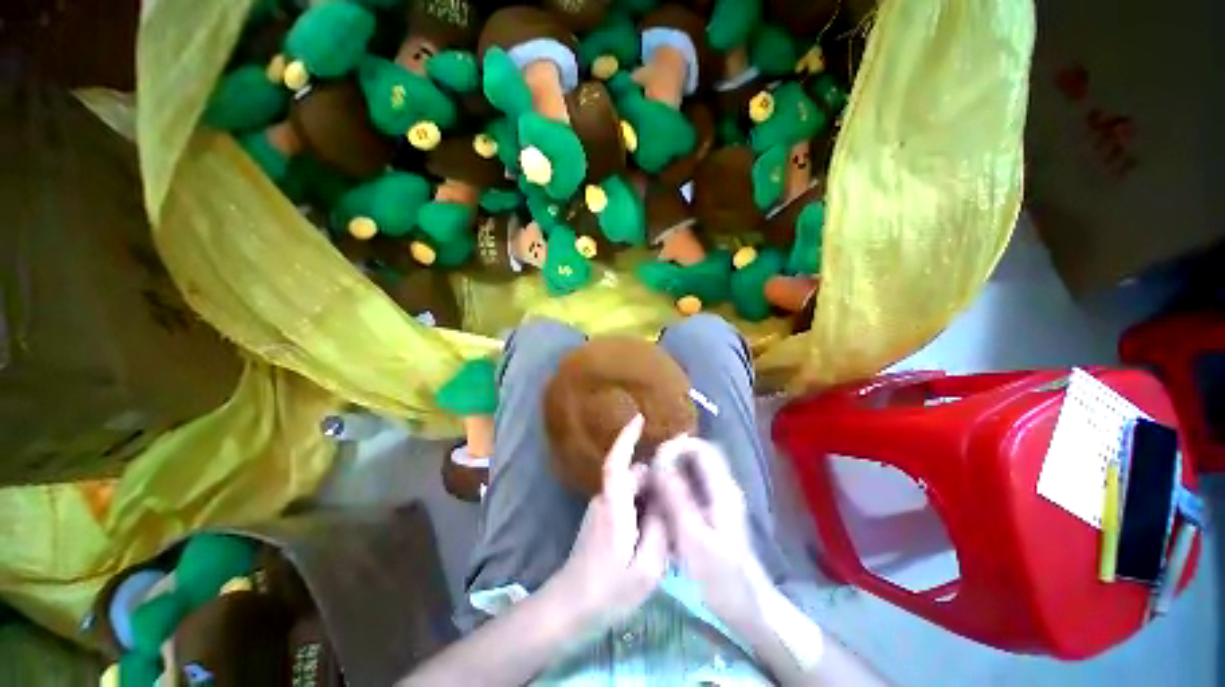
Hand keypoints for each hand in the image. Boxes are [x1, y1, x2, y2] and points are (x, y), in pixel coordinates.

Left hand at [551, 414, 669, 626]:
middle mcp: (605, 499)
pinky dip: (642, 510)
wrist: (571, 609)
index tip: (640, 417)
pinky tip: (654, 538)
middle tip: (678, 507)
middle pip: (634, 476)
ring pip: (631, 491)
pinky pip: (626, 503)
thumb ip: (660, 529)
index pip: (618, 461)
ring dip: (650, 501)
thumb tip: (665, 501)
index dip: (627, 437)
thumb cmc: (609, 591)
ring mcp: (601, 508)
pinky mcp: (601, 519)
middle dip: (656, 483)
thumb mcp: (647, 568)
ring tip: (668, 530)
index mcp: (615, 506)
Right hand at [652, 436, 771, 625]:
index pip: (701, 448)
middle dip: (671, 459)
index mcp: (722, 489)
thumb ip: (676, 497)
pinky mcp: (712, 513)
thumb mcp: (693, 536)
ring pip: (691, 472)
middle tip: (649, 474)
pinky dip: (675, 489)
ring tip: (652, 488)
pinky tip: (662, 506)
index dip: (677, 447)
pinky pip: (690, 489)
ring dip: (671, 474)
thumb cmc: (720, 575)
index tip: (655, 459)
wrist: (745, 606)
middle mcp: (722, 487)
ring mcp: (718, 500)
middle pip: (695, 457)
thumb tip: (659, 462)